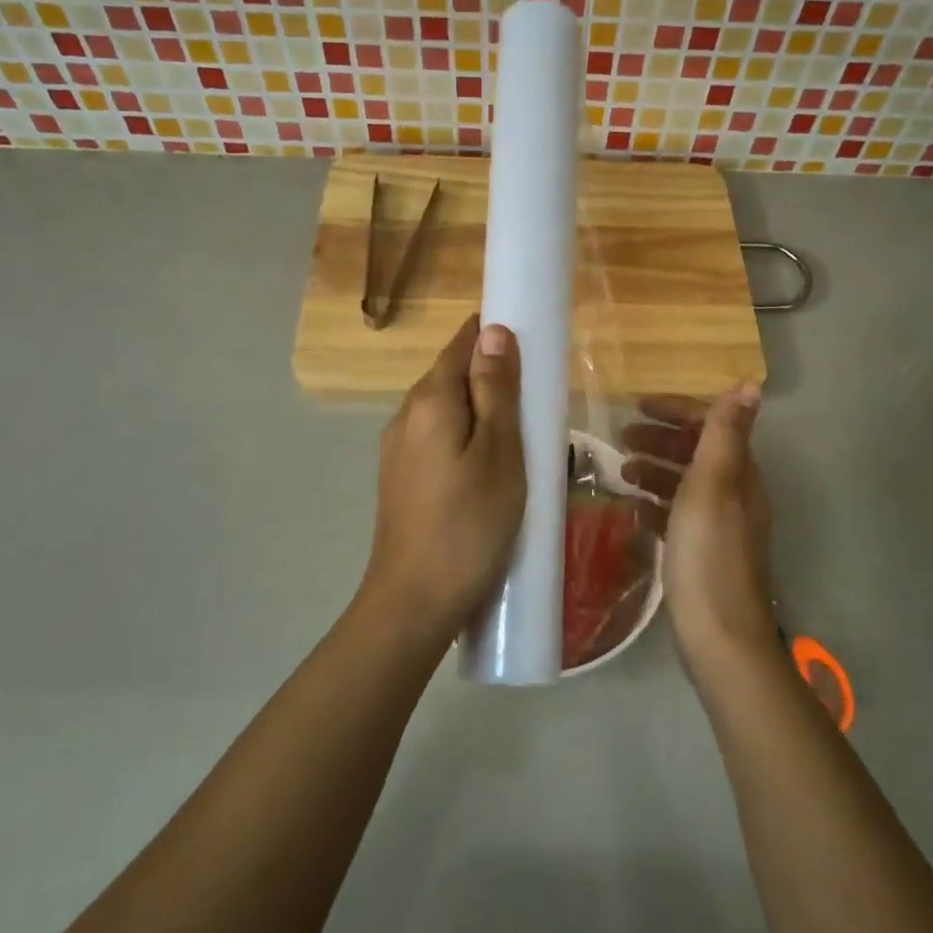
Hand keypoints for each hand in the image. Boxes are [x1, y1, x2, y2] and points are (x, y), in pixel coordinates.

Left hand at [360, 315, 526, 648]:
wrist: (413, 601)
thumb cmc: (469, 524)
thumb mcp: (499, 453)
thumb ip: (495, 390)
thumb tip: (494, 331)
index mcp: (429, 400)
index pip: (461, 344)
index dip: (494, 336)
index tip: (532, 346)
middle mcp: (404, 416)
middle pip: (450, 376)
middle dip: (491, 378)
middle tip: (535, 403)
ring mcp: (397, 450)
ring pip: (444, 412)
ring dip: (479, 412)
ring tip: (519, 439)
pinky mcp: (399, 480)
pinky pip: (437, 440)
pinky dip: (465, 440)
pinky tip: (487, 470)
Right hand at [621, 384, 777, 668]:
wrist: (718, 634)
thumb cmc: (709, 553)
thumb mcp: (712, 485)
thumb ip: (724, 433)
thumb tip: (749, 383)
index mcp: (739, 474)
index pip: (710, 425)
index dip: (675, 411)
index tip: (636, 406)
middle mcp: (733, 495)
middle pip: (695, 454)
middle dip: (660, 440)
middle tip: (621, 438)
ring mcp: (718, 527)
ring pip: (683, 486)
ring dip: (654, 472)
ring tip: (622, 473)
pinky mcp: (701, 554)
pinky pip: (675, 518)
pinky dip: (654, 507)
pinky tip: (631, 513)